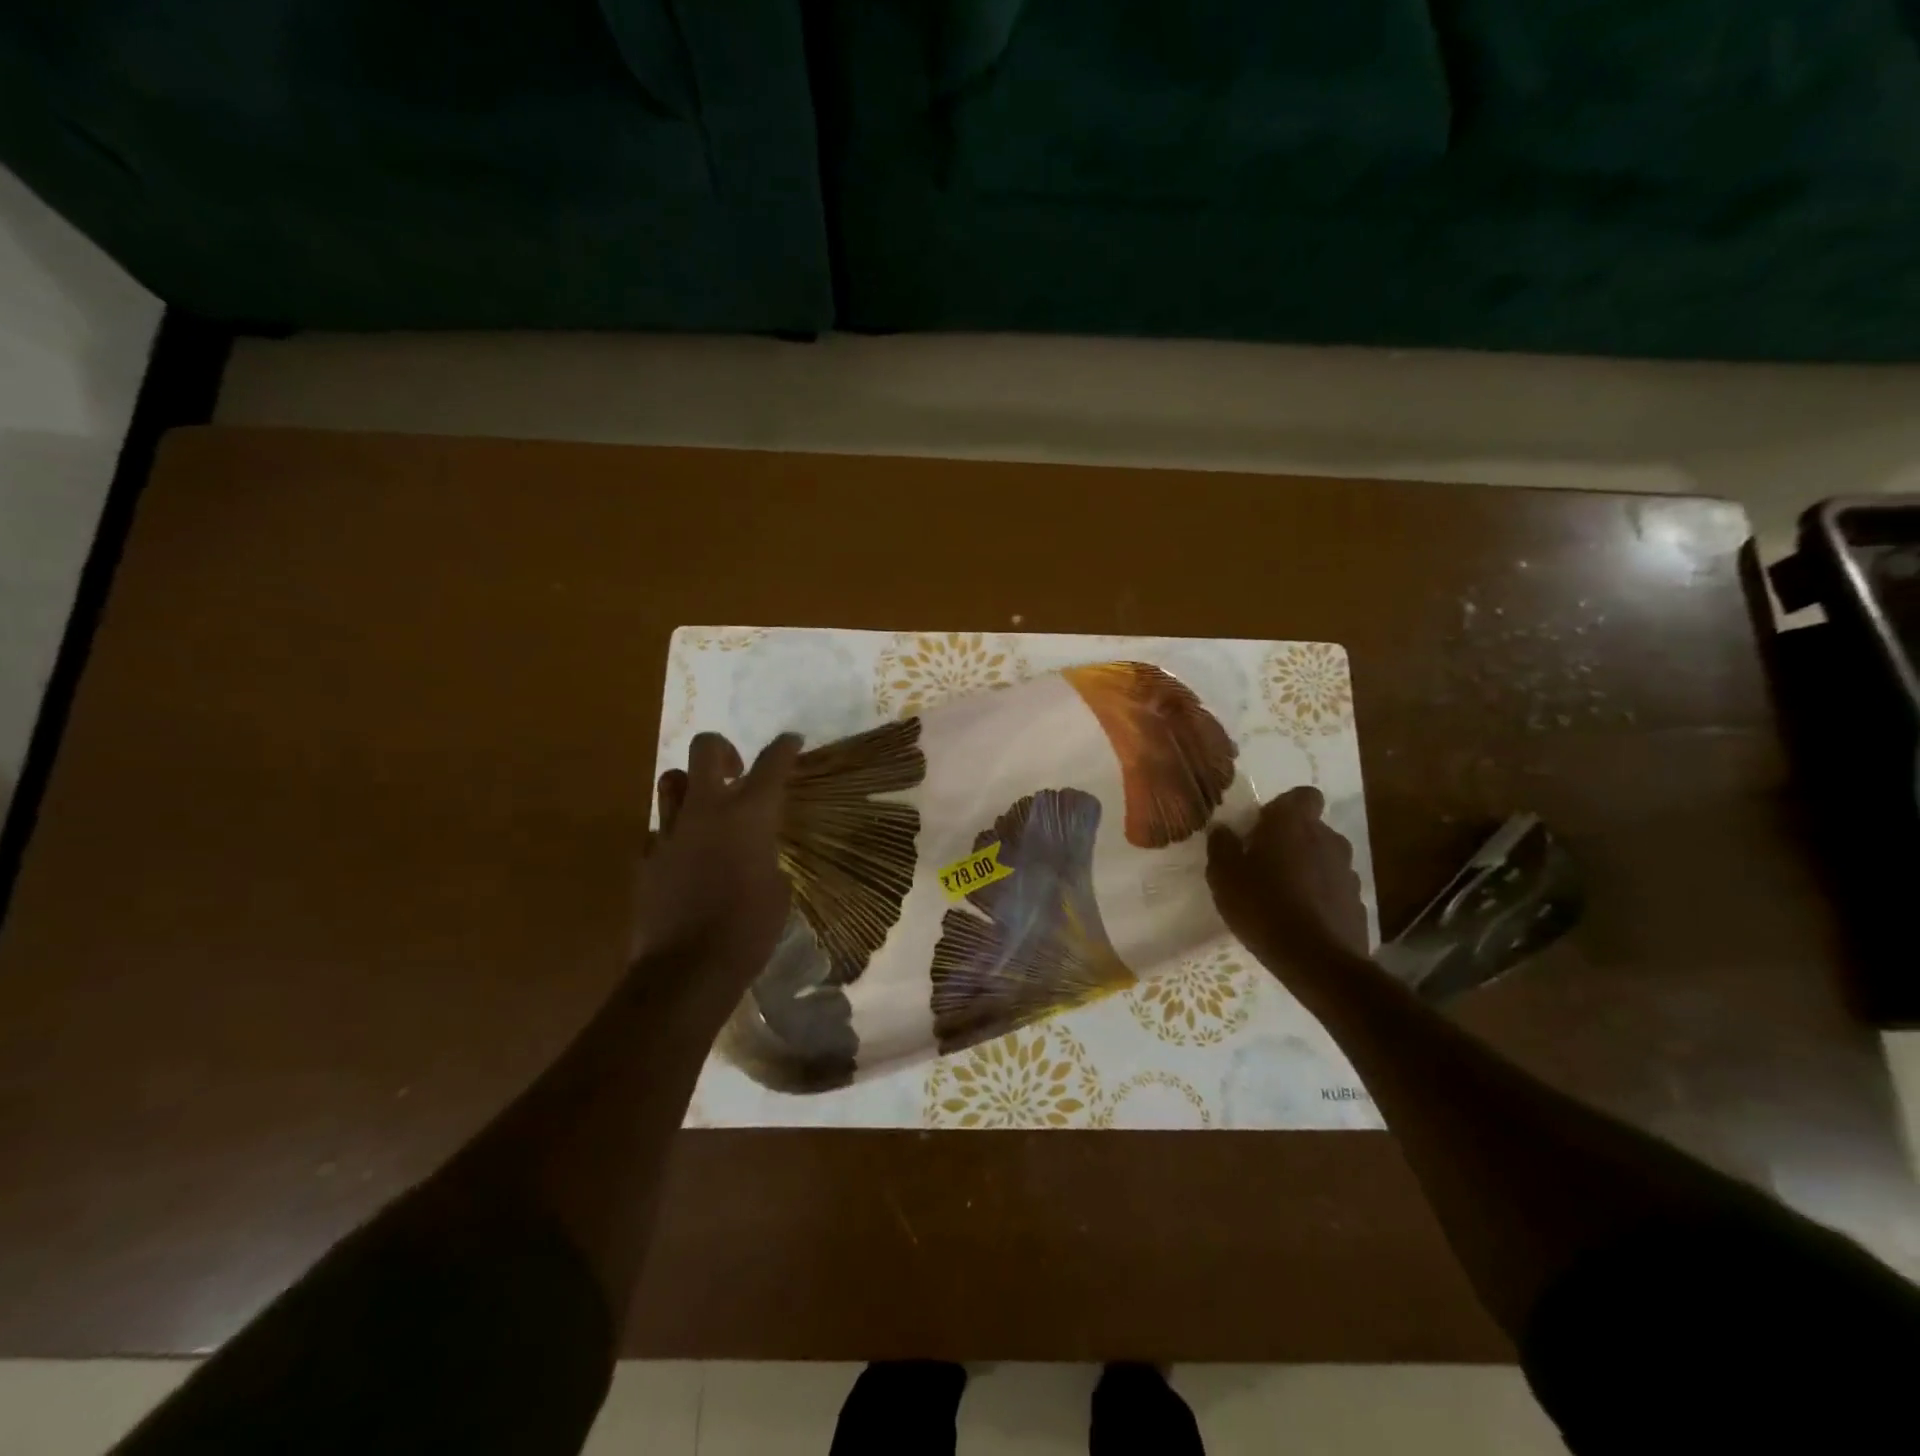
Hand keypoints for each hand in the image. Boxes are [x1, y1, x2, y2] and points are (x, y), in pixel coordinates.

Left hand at [631, 732, 799, 991]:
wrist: (689, 968)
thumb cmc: (750, 928)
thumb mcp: (778, 888)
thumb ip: (766, 855)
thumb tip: (757, 853)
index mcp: (749, 815)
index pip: (771, 764)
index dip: (784, 747)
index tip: (791, 741)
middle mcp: (707, 810)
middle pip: (705, 750)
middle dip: (723, 750)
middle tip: (735, 770)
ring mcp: (671, 832)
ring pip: (670, 781)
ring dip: (690, 785)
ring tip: (704, 806)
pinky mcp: (647, 858)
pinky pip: (659, 830)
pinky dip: (674, 834)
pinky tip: (686, 856)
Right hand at [1208, 786, 1369, 974]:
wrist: (1315, 961)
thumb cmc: (1262, 905)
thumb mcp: (1224, 875)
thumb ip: (1222, 846)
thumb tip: (1222, 829)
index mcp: (1293, 824)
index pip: (1302, 795)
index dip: (1284, 808)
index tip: (1263, 828)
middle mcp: (1327, 839)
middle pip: (1312, 828)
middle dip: (1293, 840)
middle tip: (1265, 863)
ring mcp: (1348, 871)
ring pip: (1324, 858)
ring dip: (1307, 868)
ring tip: (1283, 895)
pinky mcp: (1357, 902)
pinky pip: (1333, 888)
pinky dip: (1320, 896)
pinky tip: (1301, 919)